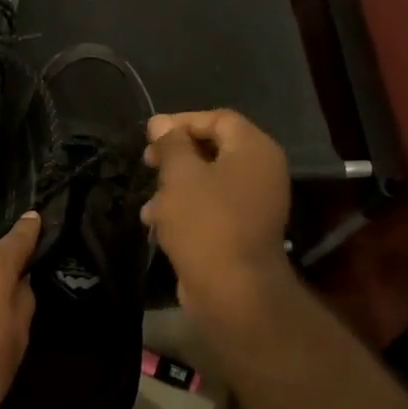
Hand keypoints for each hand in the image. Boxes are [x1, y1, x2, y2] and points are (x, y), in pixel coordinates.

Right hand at [141, 110, 292, 326]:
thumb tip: (160, 122)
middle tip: (147, 163)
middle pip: (214, 149)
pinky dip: (184, 210)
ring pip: (208, 181)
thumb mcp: (180, 175)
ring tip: (148, 203)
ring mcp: (254, 204)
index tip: (150, 135)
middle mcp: (261, 172)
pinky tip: (157, 224)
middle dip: (175, 156)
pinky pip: (211, 208)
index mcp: (254, 150)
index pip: (219, 119)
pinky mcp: (241, 231)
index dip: (182, 122)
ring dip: (174, 187)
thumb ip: (170, 144)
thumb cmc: (205, 222)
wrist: (231, 289)